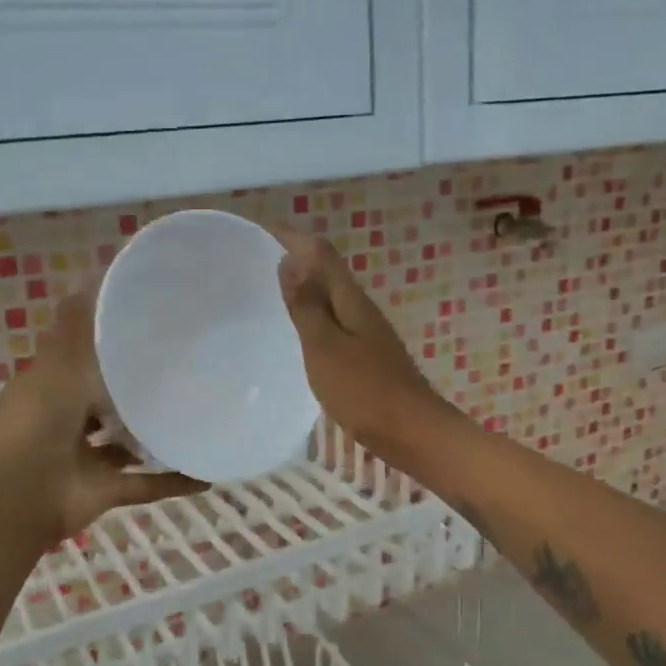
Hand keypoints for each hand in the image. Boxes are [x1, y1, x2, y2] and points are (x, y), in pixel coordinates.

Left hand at [0, 285, 206, 543]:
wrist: (15, 498)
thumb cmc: (34, 423)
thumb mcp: (57, 364)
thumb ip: (79, 325)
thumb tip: (96, 272)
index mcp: (54, 385)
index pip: (86, 357)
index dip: (114, 342)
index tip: (155, 326)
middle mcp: (69, 419)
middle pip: (110, 400)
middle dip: (140, 388)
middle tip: (189, 370)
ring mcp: (86, 458)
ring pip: (129, 443)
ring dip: (157, 435)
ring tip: (201, 416)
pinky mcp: (105, 491)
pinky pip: (147, 484)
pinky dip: (174, 481)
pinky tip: (209, 474)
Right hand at [275, 231, 454, 460]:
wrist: (413, 434)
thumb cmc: (365, 392)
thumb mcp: (326, 348)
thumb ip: (307, 306)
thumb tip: (290, 259)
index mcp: (350, 300)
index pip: (319, 251)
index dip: (290, 237)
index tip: (256, 231)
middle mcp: (360, 309)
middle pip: (325, 271)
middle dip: (293, 259)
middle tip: (251, 263)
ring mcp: (366, 334)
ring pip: (329, 299)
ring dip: (302, 289)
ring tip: (265, 293)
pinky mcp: (366, 358)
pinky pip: (332, 325)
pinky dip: (311, 319)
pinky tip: (295, 335)